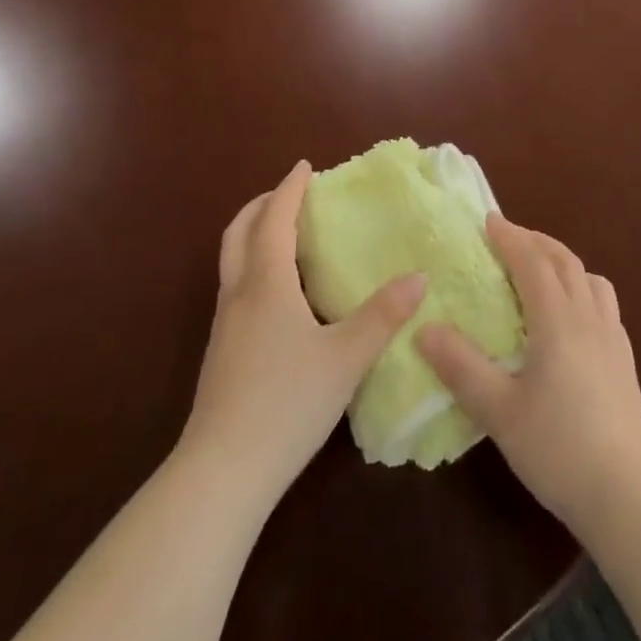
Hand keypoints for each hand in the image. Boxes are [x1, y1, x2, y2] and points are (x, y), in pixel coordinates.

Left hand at [180, 161, 426, 501]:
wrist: (222, 473)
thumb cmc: (287, 402)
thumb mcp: (346, 357)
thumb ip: (383, 315)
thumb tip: (419, 276)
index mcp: (267, 283)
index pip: (275, 219)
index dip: (289, 189)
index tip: (305, 166)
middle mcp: (240, 294)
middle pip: (239, 233)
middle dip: (261, 206)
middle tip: (289, 194)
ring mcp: (224, 326)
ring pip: (232, 261)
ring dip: (254, 235)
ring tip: (286, 236)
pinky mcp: (221, 354)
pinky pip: (236, 288)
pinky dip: (254, 266)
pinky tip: (278, 294)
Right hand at [416, 215, 640, 528]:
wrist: (627, 494)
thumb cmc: (558, 447)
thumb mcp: (499, 411)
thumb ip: (461, 367)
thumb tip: (424, 328)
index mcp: (557, 319)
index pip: (532, 261)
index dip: (510, 237)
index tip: (488, 221)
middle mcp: (588, 315)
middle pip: (564, 261)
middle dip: (535, 241)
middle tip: (509, 238)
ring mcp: (612, 336)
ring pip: (589, 278)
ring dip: (563, 262)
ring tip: (542, 270)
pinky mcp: (625, 360)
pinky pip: (604, 303)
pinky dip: (584, 289)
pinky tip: (575, 316)